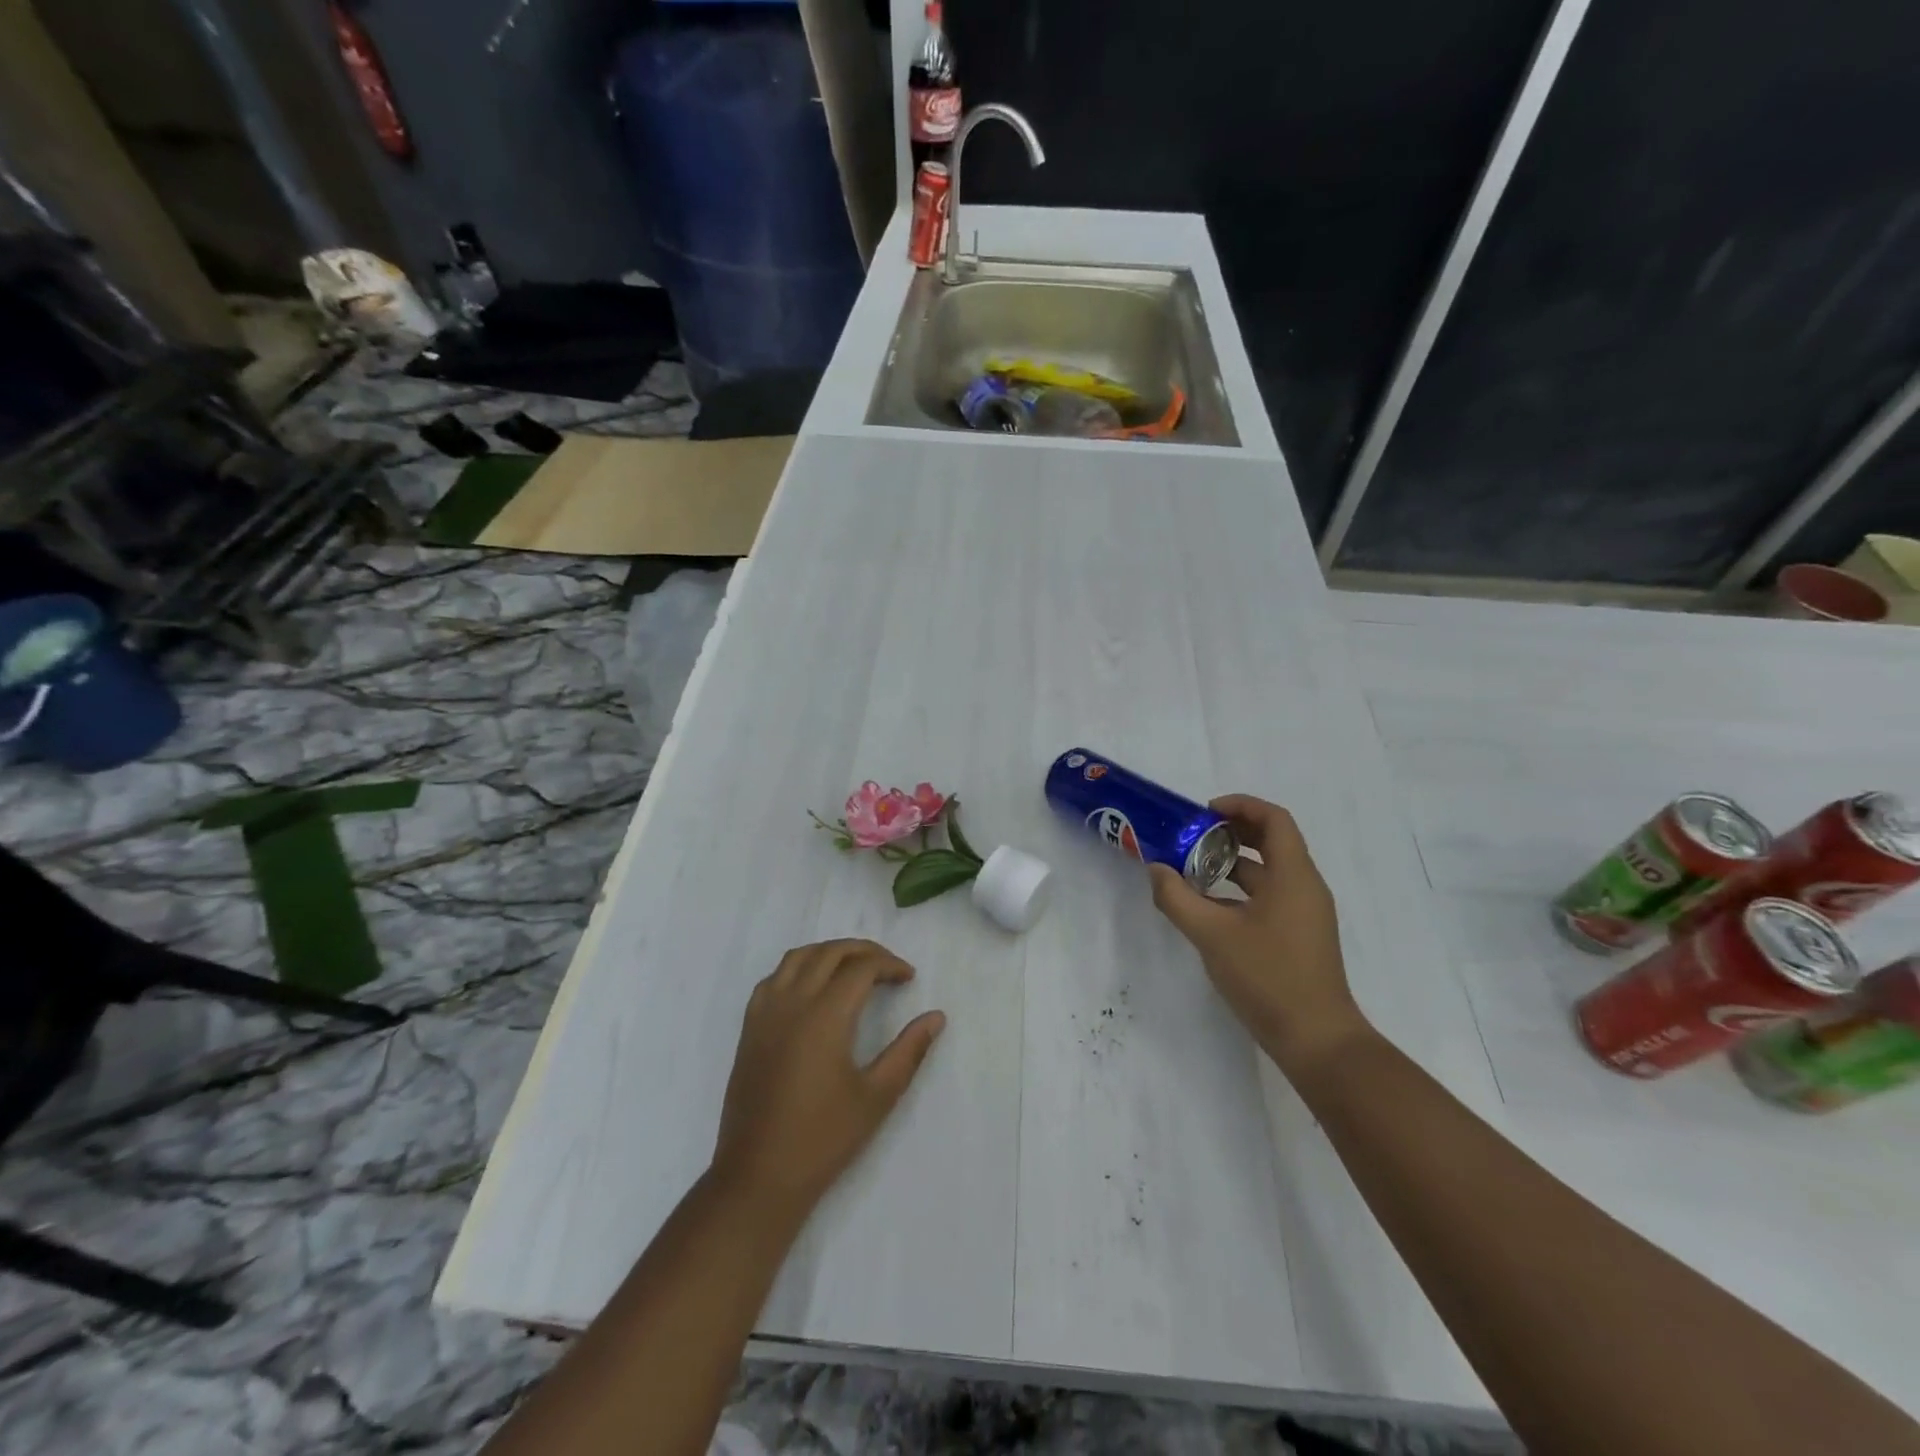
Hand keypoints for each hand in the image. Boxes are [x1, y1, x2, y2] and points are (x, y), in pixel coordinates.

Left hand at [711, 939, 945, 1221]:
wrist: (759, 1176)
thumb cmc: (823, 1138)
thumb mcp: (877, 1096)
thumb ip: (909, 1051)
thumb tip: (936, 1017)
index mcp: (825, 1016)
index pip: (861, 968)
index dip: (890, 965)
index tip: (909, 978)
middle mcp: (792, 1003)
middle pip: (830, 952)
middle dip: (863, 951)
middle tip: (888, 967)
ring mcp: (765, 1013)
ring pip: (798, 957)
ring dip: (829, 952)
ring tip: (853, 968)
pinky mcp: (749, 1029)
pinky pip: (773, 978)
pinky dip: (797, 968)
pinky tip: (811, 988)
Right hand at [1149, 795, 1370, 1078]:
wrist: (1317, 1041)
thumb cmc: (1269, 977)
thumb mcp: (1212, 935)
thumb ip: (1177, 898)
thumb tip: (1155, 869)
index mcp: (1293, 876)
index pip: (1274, 819)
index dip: (1240, 806)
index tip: (1204, 812)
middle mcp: (1304, 887)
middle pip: (1272, 841)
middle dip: (1231, 833)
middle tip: (1192, 836)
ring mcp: (1304, 914)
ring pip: (1268, 872)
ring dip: (1231, 863)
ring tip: (1191, 868)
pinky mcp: (1298, 936)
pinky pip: (1268, 897)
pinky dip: (1239, 891)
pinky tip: (1208, 907)